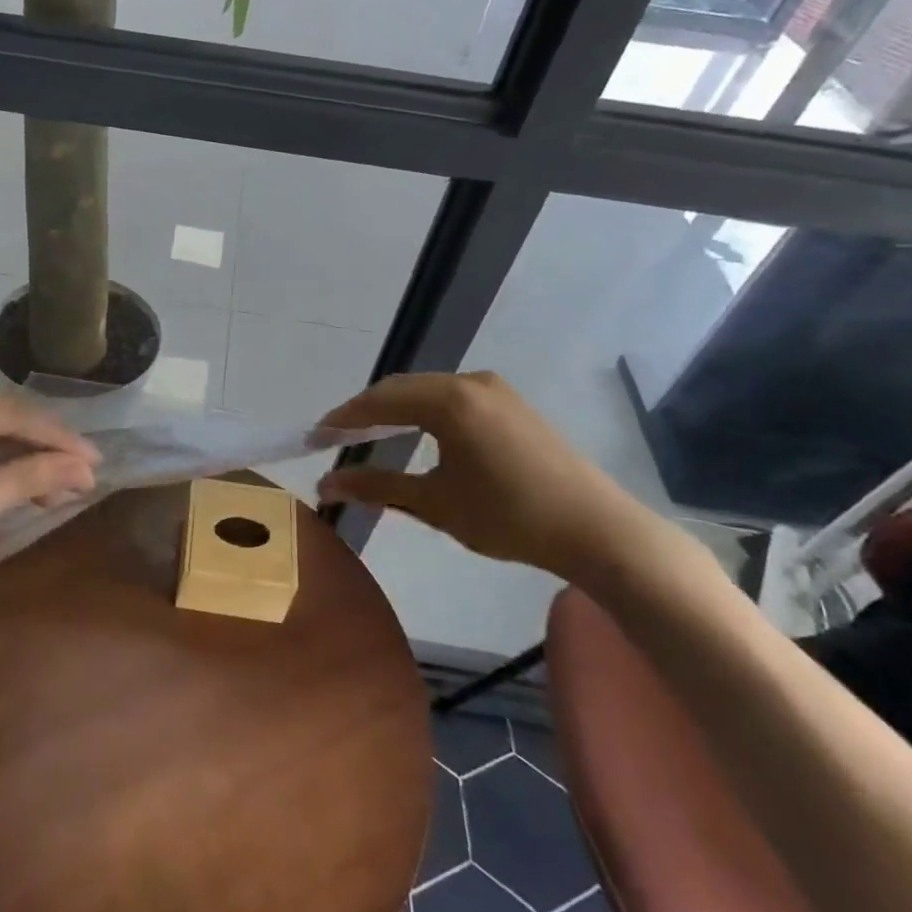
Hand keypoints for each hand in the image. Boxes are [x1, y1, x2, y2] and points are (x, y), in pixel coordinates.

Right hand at [317, 372, 655, 577]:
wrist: (596, 529)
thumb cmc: (509, 517)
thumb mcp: (435, 503)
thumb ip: (376, 488)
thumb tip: (326, 484)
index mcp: (449, 401)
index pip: (379, 400)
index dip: (343, 418)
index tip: (315, 437)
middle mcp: (470, 382)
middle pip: (401, 389)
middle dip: (365, 412)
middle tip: (336, 437)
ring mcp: (495, 389)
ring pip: (427, 390)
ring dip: (394, 410)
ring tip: (369, 437)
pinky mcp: (510, 403)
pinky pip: (452, 396)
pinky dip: (423, 411)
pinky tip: (415, 434)